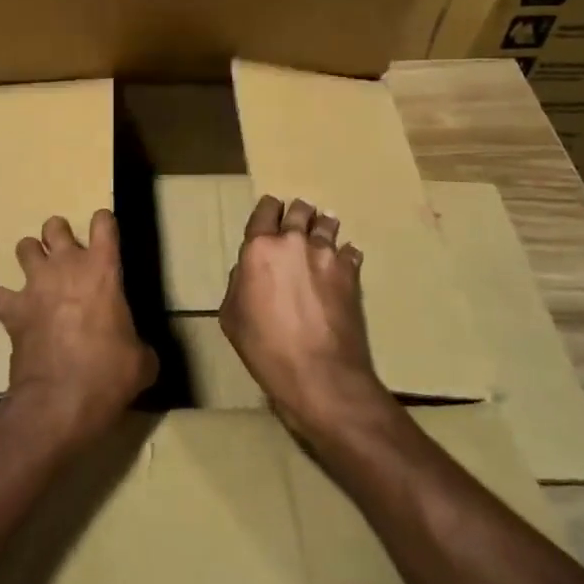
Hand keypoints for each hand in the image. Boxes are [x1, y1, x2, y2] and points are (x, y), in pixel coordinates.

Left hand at [0, 210, 156, 444]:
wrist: (61, 400)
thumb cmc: (109, 374)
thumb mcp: (141, 361)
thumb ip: (139, 346)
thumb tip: (139, 354)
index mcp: (103, 269)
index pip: (104, 223)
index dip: (104, 223)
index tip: (105, 233)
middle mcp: (66, 266)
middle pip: (55, 226)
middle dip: (59, 235)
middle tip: (67, 256)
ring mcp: (35, 286)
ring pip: (24, 247)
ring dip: (31, 258)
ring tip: (38, 276)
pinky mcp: (12, 310)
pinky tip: (7, 310)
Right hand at [220, 195, 392, 440]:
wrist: (318, 373)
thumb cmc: (265, 347)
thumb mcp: (231, 316)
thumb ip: (238, 283)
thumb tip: (249, 270)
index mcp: (259, 248)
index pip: (264, 210)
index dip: (267, 210)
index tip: (270, 214)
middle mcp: (293, 241)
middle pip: (298, 210)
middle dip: (297, 213)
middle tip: (296, 223)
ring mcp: (326, 254)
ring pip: (326, 223)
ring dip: (322, 226)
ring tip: (322, 233)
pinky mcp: (351, 272)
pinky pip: (349, 251)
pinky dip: (344, 254)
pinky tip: (342, 264)